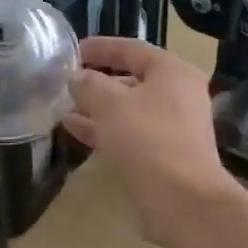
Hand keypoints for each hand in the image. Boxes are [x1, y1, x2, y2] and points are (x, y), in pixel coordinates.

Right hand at [62, 38, 239, 243]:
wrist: (183, 200)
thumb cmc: (148, 140)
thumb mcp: (110, 104)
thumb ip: (89, 85)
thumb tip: (77, 78)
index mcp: (172, 72)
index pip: (132, 49)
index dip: (100, 47)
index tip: (72, 51)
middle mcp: (178, 95)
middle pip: (132, 79)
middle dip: (97, 81)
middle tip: (66, 82)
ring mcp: (173, 127)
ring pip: (128, 110)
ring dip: (96, 108)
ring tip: (64, 107)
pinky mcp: (163, 155)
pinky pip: (129, 134)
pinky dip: (104, 130)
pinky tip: (75, 130)